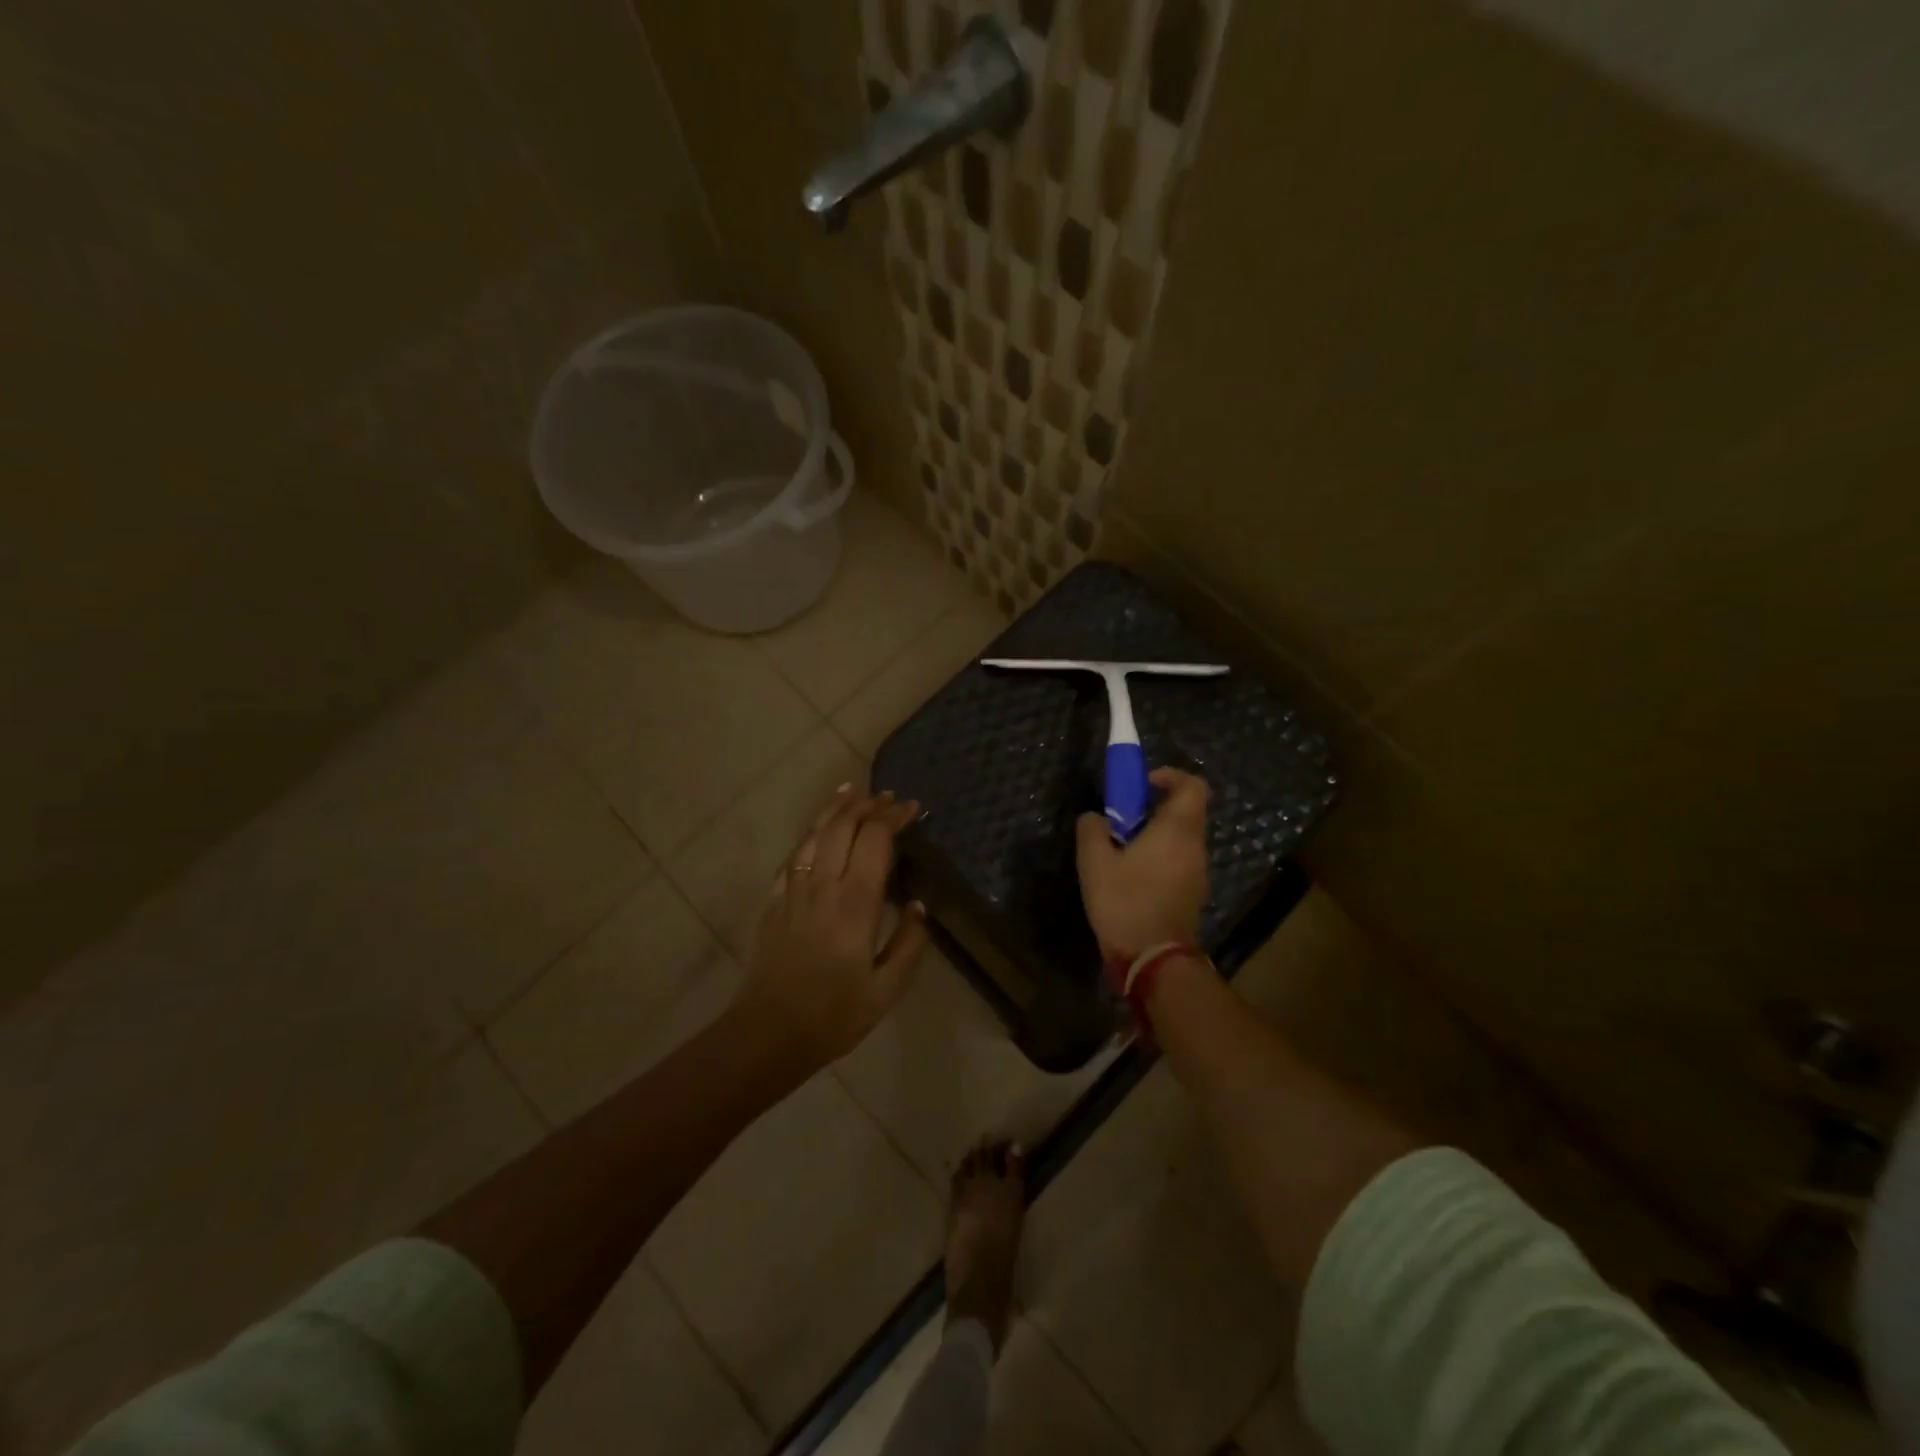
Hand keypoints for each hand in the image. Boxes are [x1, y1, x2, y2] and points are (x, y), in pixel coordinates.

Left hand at [734, 786, 929, 1069]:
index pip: (875, 840)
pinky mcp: (774, 902)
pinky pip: (793, 857)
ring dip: (835, 809)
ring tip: (852, 792)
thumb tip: (919, 905)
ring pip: (814, 834)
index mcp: (856, 904)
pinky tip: (816, 832)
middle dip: (868, 805)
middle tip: (888, 797)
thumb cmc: (834, 1015)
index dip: (894, 817)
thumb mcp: (887, 990)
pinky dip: (809, 835)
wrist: (769, 1034)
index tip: (912, 808)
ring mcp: (793, 891)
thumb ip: (909, 944)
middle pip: (843, 826)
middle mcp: (823, 886)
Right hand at [1075, 767, 1211, 961]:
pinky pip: (1179, 861)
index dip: (1171, 776)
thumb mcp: (1094, 861)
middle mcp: (1195, 846)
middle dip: (1155, 807)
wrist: (1153, 959)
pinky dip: (1160, 857)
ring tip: (1122, 850)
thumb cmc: (1125, 901)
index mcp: (1178, 829)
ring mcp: (1198, 872)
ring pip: (1182, 838)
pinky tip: (1132, 876)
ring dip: (1156, 834)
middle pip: (1186, 811)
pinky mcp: (1192, 894)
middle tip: (1123, 819)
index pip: (1193, 785)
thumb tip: (1095, 818)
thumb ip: (1092, 829)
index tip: (1144, 783)